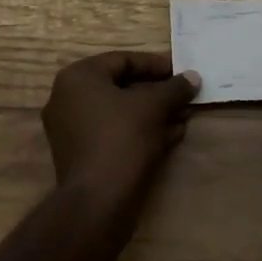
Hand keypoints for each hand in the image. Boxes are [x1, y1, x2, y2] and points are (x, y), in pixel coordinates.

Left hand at [41, 51, 200, 190]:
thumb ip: (174, 88)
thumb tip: (193, 77)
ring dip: (153, 113)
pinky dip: (140, 131)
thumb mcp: (154, 107)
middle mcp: (68, 98)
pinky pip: (113, 132)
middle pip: (121, 86)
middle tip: (184, 97)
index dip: (156, 65)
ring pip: (120, 112)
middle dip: (157, 93)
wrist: (97, 201)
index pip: (123, 60)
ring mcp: (71, 129)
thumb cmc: (122, 139)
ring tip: (183, 117)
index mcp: (79, 77)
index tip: (181, 74)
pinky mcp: (81, 154)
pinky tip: (170, 136)